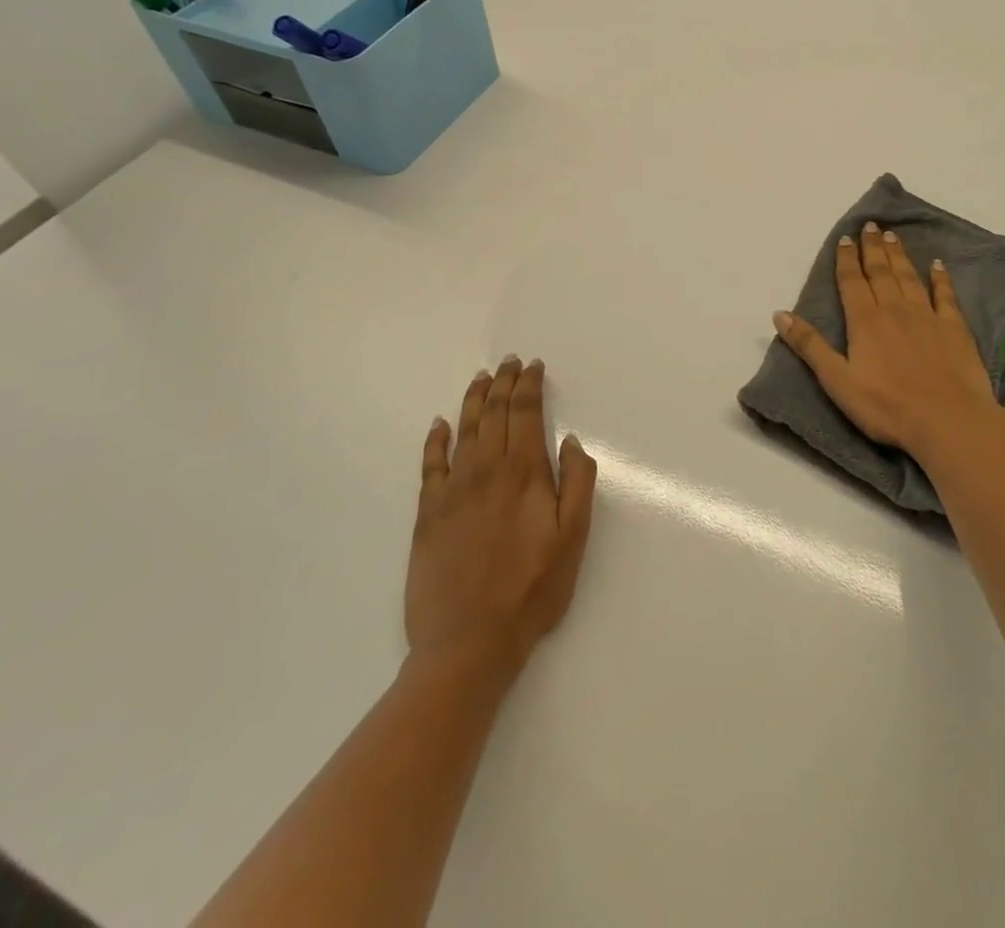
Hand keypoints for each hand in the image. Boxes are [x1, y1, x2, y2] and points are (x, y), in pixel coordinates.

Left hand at [405, 357, 598, 685]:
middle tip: (509, 361)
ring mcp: (452, 489)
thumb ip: (577, 483)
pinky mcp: (427, 513)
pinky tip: (439, 424)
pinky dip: (435, 440)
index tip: (533, 366)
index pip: (525, 412)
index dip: (529, 385)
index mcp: (523, 472)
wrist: (468, 642)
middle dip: (503, 382)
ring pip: (463, 430)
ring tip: (481, 378)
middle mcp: (486, 469)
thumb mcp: (573, 538)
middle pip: (493, 412)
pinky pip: (430, 464)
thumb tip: (570, 441)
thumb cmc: (531, 590)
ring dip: (473, 399)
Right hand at [772, 223, 1004, 468]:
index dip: (846, 259)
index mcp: (865, 321)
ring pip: (909, 277)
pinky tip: (938, 265)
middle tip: (870, 225)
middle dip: (872, 248)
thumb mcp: (837, 381)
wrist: (948, 421)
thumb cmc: (887, 406)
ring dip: (899, 255)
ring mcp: (927, 316)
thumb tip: (779, 314)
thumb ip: (810, 346)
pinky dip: (940, 278)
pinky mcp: (955, 328)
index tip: (845, 238)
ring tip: (893, 236)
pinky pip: (945, 295)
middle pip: (880, 272)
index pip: (852, 282)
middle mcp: (895, 309)